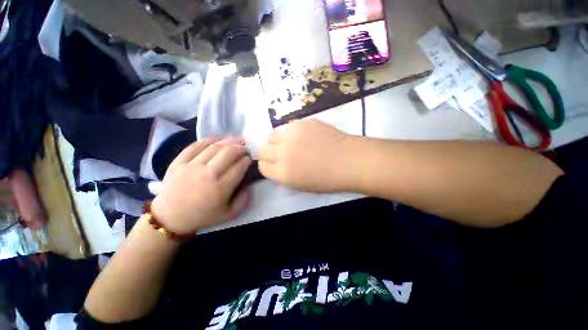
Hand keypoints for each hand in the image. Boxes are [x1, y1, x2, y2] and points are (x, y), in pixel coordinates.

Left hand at [151, 138, 251, 234]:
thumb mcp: (229, 214)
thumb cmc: (202, 216)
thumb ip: (243, 200)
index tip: (250, 157)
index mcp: (221, 188)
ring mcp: (191, 166)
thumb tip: (249, 184)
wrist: (170, 217)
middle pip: (228, 153)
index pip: (239, 167)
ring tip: (237, 139)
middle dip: (241, 147)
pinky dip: (209, 139)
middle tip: (247, 147)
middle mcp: (207, 174)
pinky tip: (219, 137)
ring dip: (229, 141)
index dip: (247, 159)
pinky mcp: (179, 162)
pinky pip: (195, 146)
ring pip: (214, 147)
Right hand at [257, 119, 355, 192]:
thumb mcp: (300, 185)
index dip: (267, 165)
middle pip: (261, 149)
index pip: (262, 166)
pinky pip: (288, 126)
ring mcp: (292, 134)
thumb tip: (275, 164)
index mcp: (283, 172)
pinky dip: (291, 133)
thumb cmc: (327, 179)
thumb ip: (282, 174)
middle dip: (268, 153)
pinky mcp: (302, 122)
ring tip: (290, 144)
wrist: (349, 161)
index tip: (274, 165)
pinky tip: (304, 137)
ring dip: (277, 141)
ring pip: (272, 135)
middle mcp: (283, 152)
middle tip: (280, 154)